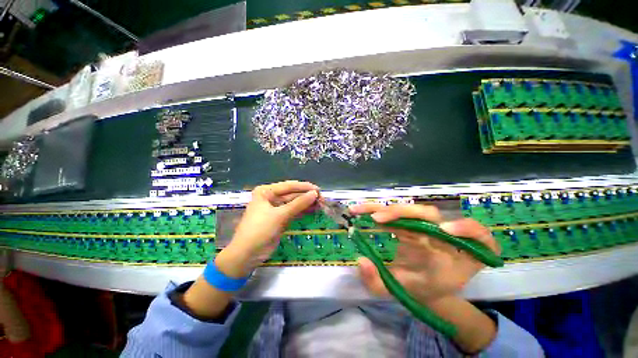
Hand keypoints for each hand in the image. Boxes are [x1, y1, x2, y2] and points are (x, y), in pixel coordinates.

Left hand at [216, 181, 318, 277]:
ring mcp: (276, 208)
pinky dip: (303, 211)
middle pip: (292, 194)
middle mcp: (271, 197)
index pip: (288, 186)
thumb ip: (298, 204)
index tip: (318, 189)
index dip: (304, 187)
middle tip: (322, 198)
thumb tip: (314, 193)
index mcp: (266, 192)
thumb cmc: (260, 230)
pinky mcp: (280, 218)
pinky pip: (294, 211)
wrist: (247, 255)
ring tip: (321, 204)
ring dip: (307, 203)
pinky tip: (313, 210)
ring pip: (294, 203)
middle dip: (307, 196)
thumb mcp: (280, 215)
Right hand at [348, 203, 499, 303]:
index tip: (445, 230)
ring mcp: (423, 226)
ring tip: (360, 211)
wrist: (423, 286)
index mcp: (455, 255)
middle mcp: (441, 234)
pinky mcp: (410, 223)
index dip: (468, 228)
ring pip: (408, 210)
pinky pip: (396, 212)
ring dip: (384, 209)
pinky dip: (378, 209)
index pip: (477, 236)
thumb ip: (379, 283)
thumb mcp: (401, 292)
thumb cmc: (420, 289)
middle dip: (403, 213)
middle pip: (429, 214)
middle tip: (377, 219)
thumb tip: (360, 260)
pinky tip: (359, 209)